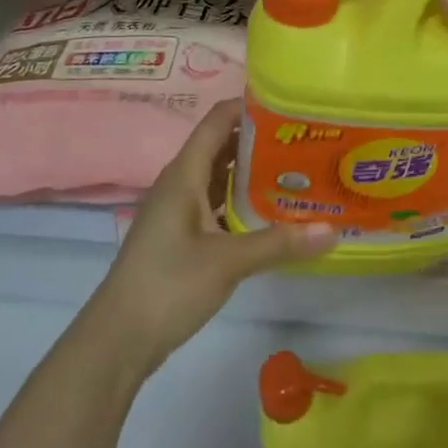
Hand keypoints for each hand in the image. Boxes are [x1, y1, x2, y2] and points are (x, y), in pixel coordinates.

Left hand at [90, 100, 334, 372]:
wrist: (116, 342)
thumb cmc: (168, 285)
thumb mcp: (228, 261)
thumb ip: (280, 242)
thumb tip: (331, 230)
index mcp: (184, 174)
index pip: (218, 121)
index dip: (250, 106)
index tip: (290, 106)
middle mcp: (180, 184)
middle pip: (223, 146)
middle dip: (261, 140)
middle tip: (305, 140)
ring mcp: (179, 211)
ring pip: (220, 177)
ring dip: (254, 172)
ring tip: (298, 170)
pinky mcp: (181, 237)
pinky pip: (217, 204)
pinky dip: (243, 202)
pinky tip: (272, 214)